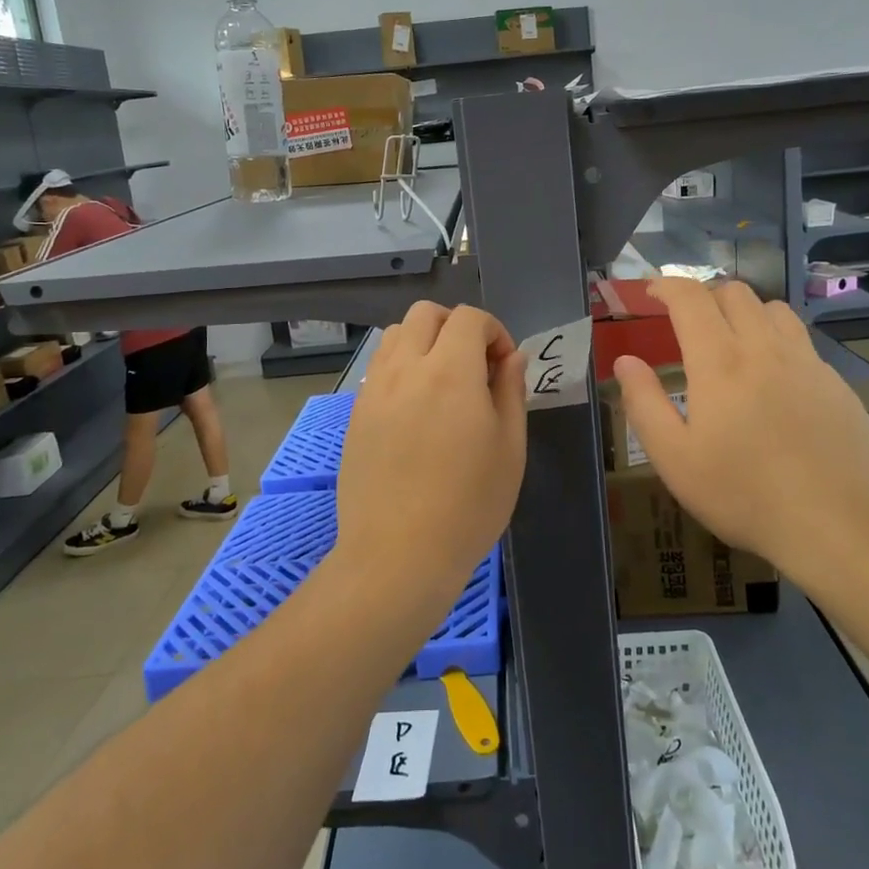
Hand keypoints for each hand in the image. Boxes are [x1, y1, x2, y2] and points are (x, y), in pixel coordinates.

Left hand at [335, 303, 526, 610]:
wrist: (398, 555)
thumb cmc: (468, 506)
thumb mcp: (510, 448)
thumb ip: (511, 390)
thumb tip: (512, 356)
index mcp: (450, 372)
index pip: (469, 318)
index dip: (494, 331)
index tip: (503, 366)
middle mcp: (406, 368)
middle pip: (425, 314)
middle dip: (456, 326)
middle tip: (474, 365)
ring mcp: (374, 389)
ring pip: (396, 335)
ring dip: (424, 342)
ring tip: (443, 382)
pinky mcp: (356, 413)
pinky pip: (379, 367)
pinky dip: (401, 367)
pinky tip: (415, 408)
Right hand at [614, 278, 868, 568]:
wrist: (839, 524)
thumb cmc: (744, 494)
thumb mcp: (674, 459)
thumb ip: (644, 403)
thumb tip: (626, 361)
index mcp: (719, 361)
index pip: (691, 298)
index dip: (667, 286)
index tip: (652, 293)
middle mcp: (764, 348)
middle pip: (735, 293)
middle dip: (705, 295)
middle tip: (688, 322)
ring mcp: (807, 363)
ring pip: (774, 309)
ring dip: (746, 311)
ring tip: (733, 341)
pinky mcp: (836, 384)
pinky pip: (802, 342)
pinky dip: (778, 342)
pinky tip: (775, 381)